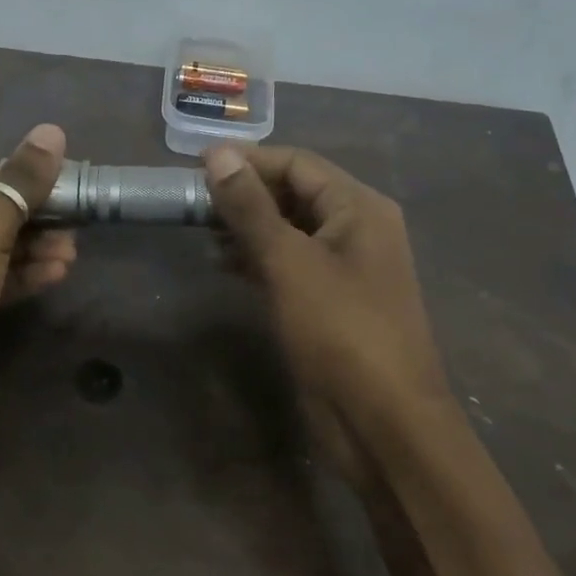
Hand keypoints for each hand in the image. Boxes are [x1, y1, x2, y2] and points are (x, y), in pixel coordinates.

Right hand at [203, 144, 449, 424]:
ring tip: (201, 231)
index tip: (195, 165)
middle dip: (245, 194)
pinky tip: (223, 264)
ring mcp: (344, 268)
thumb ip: (251, 208)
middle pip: (294, 194)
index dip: (248, 160)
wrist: (382, 421)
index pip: (297, 164)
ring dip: (247, 227)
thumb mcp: (290, 262)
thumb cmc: (340, 331)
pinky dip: (258, 258)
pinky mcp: (329, 302)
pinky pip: (290, 264)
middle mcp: (357, 229)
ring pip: (289, 230)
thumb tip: (218, 154)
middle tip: (192, 201)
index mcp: (359, 208)